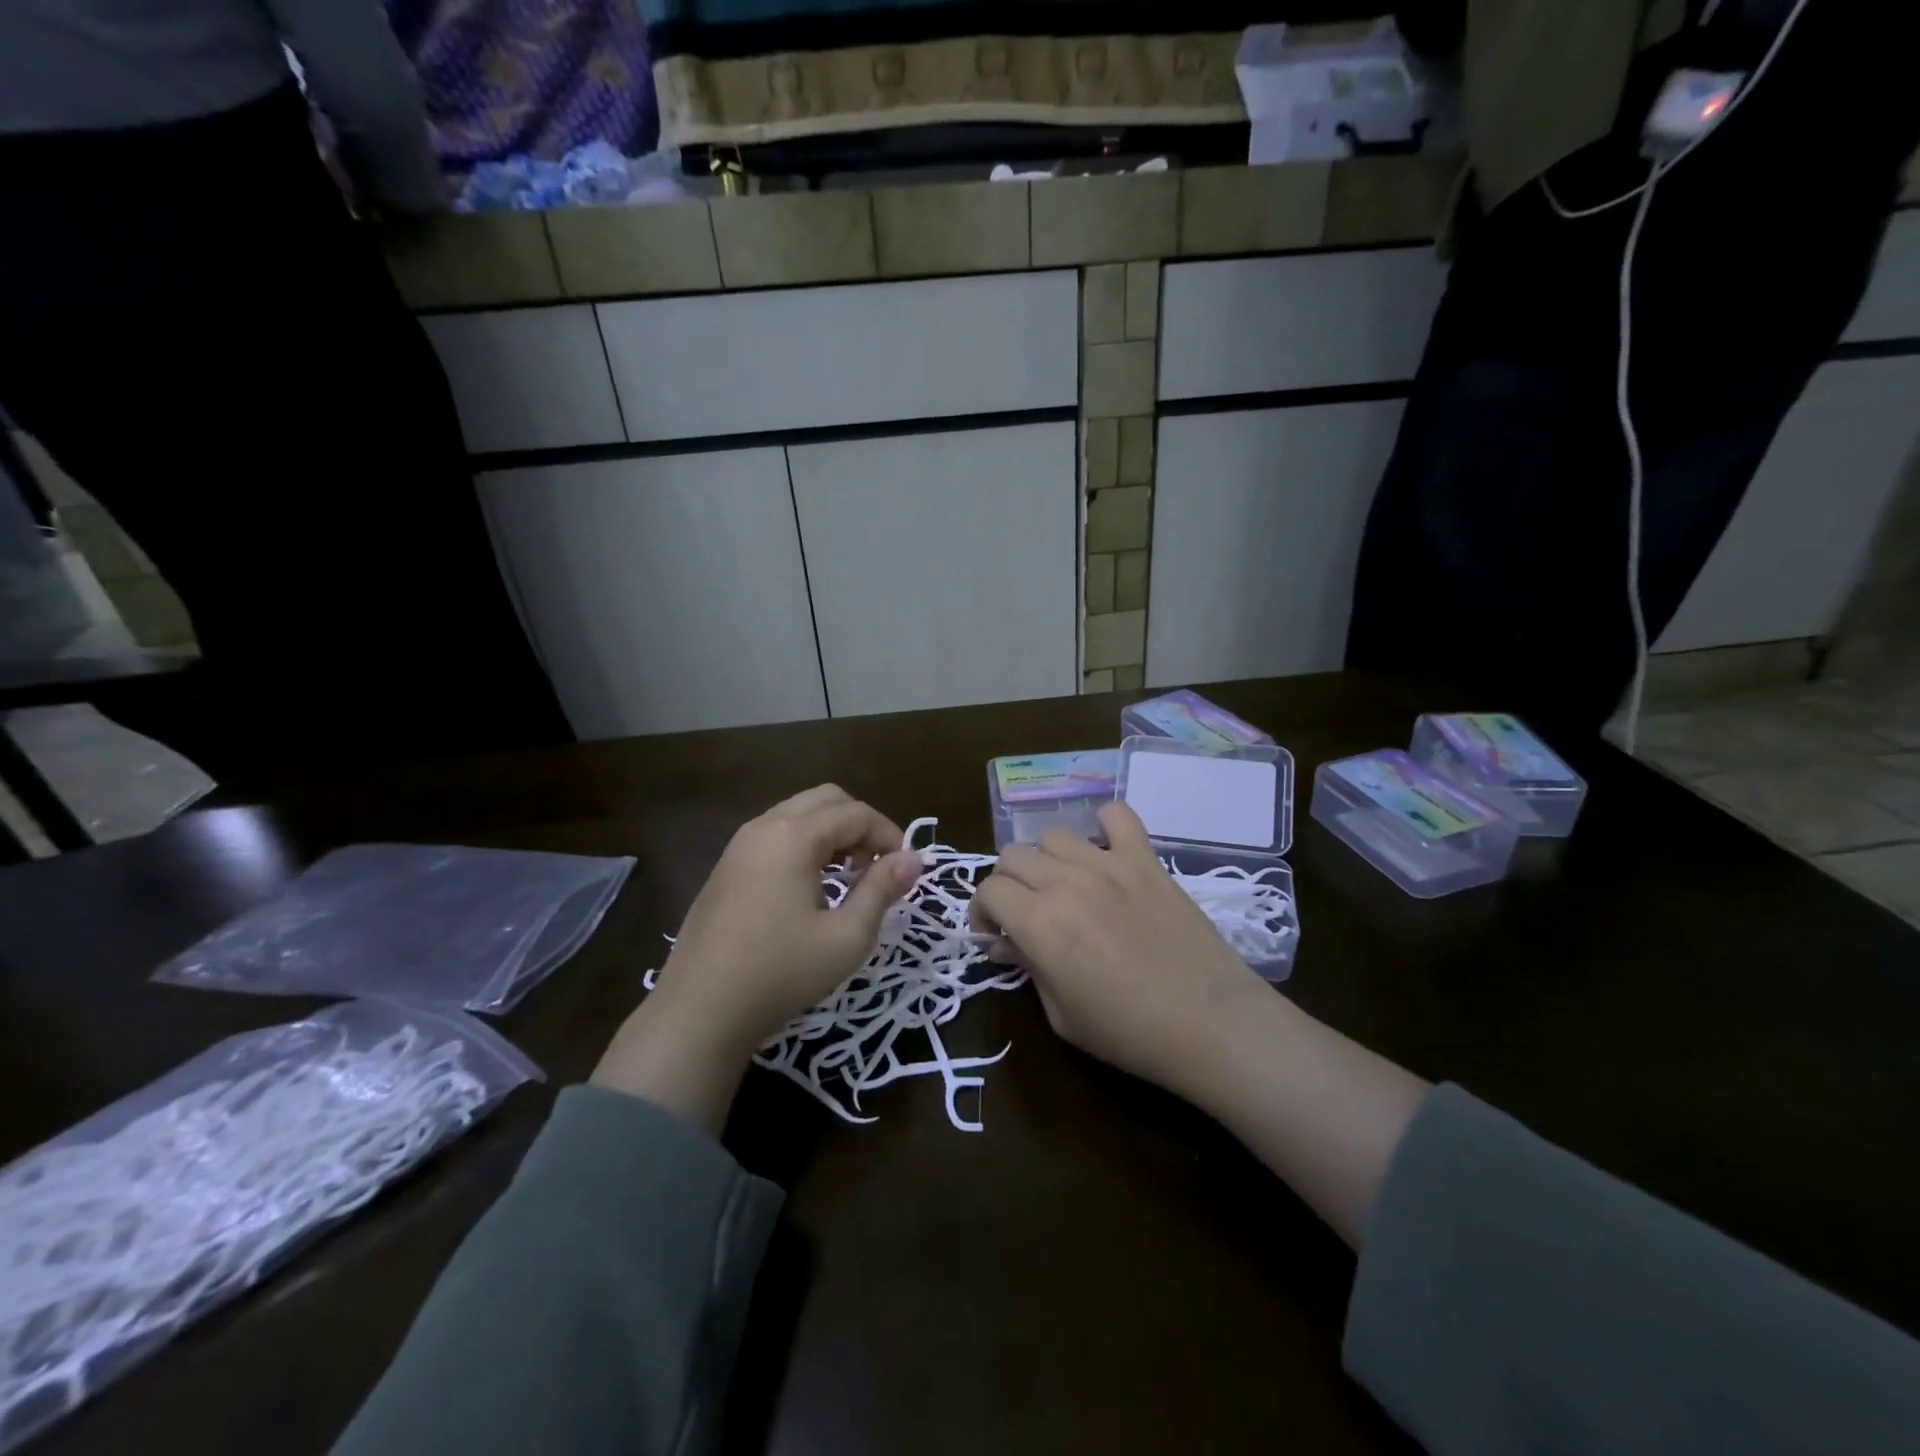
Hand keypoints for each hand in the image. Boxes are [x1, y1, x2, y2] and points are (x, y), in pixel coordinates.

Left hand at [593, 786, 921, 1127]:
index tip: (906, 870)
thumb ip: (882, 889)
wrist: (698, 1013)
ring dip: (831, 833)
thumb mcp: (846, 937)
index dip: (889, 834)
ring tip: (848, 878)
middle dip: (859, 824)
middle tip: (876, 866)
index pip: (856, 813)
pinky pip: (775, 835)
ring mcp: (738, 846)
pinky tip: (811, 888)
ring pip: (798, 815)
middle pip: (825, 799)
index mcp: (793, 836)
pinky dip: (804, 845)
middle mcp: (763, 827)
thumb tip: (912, 859)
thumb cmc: (781, 973)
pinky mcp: (725, 868)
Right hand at [972, 803, 1266, 1097]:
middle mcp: (1066, 882)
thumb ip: (1027, 967)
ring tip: (1064, 886)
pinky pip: (1118, 816)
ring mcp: (1108, 864)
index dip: (981, 911)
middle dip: (1008, 884)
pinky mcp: (1145, 860)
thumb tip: (1004, 942)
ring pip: (1054, 835)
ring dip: (1047, 860)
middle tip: (1025, 913)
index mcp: (1039, 922)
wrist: (1210, 1023)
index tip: (994, 933)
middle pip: (1013, 856)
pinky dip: (1105, 825)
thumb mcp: (1061, 1015)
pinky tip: (1106, 851)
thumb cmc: (1128, 1032)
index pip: (988, 889)